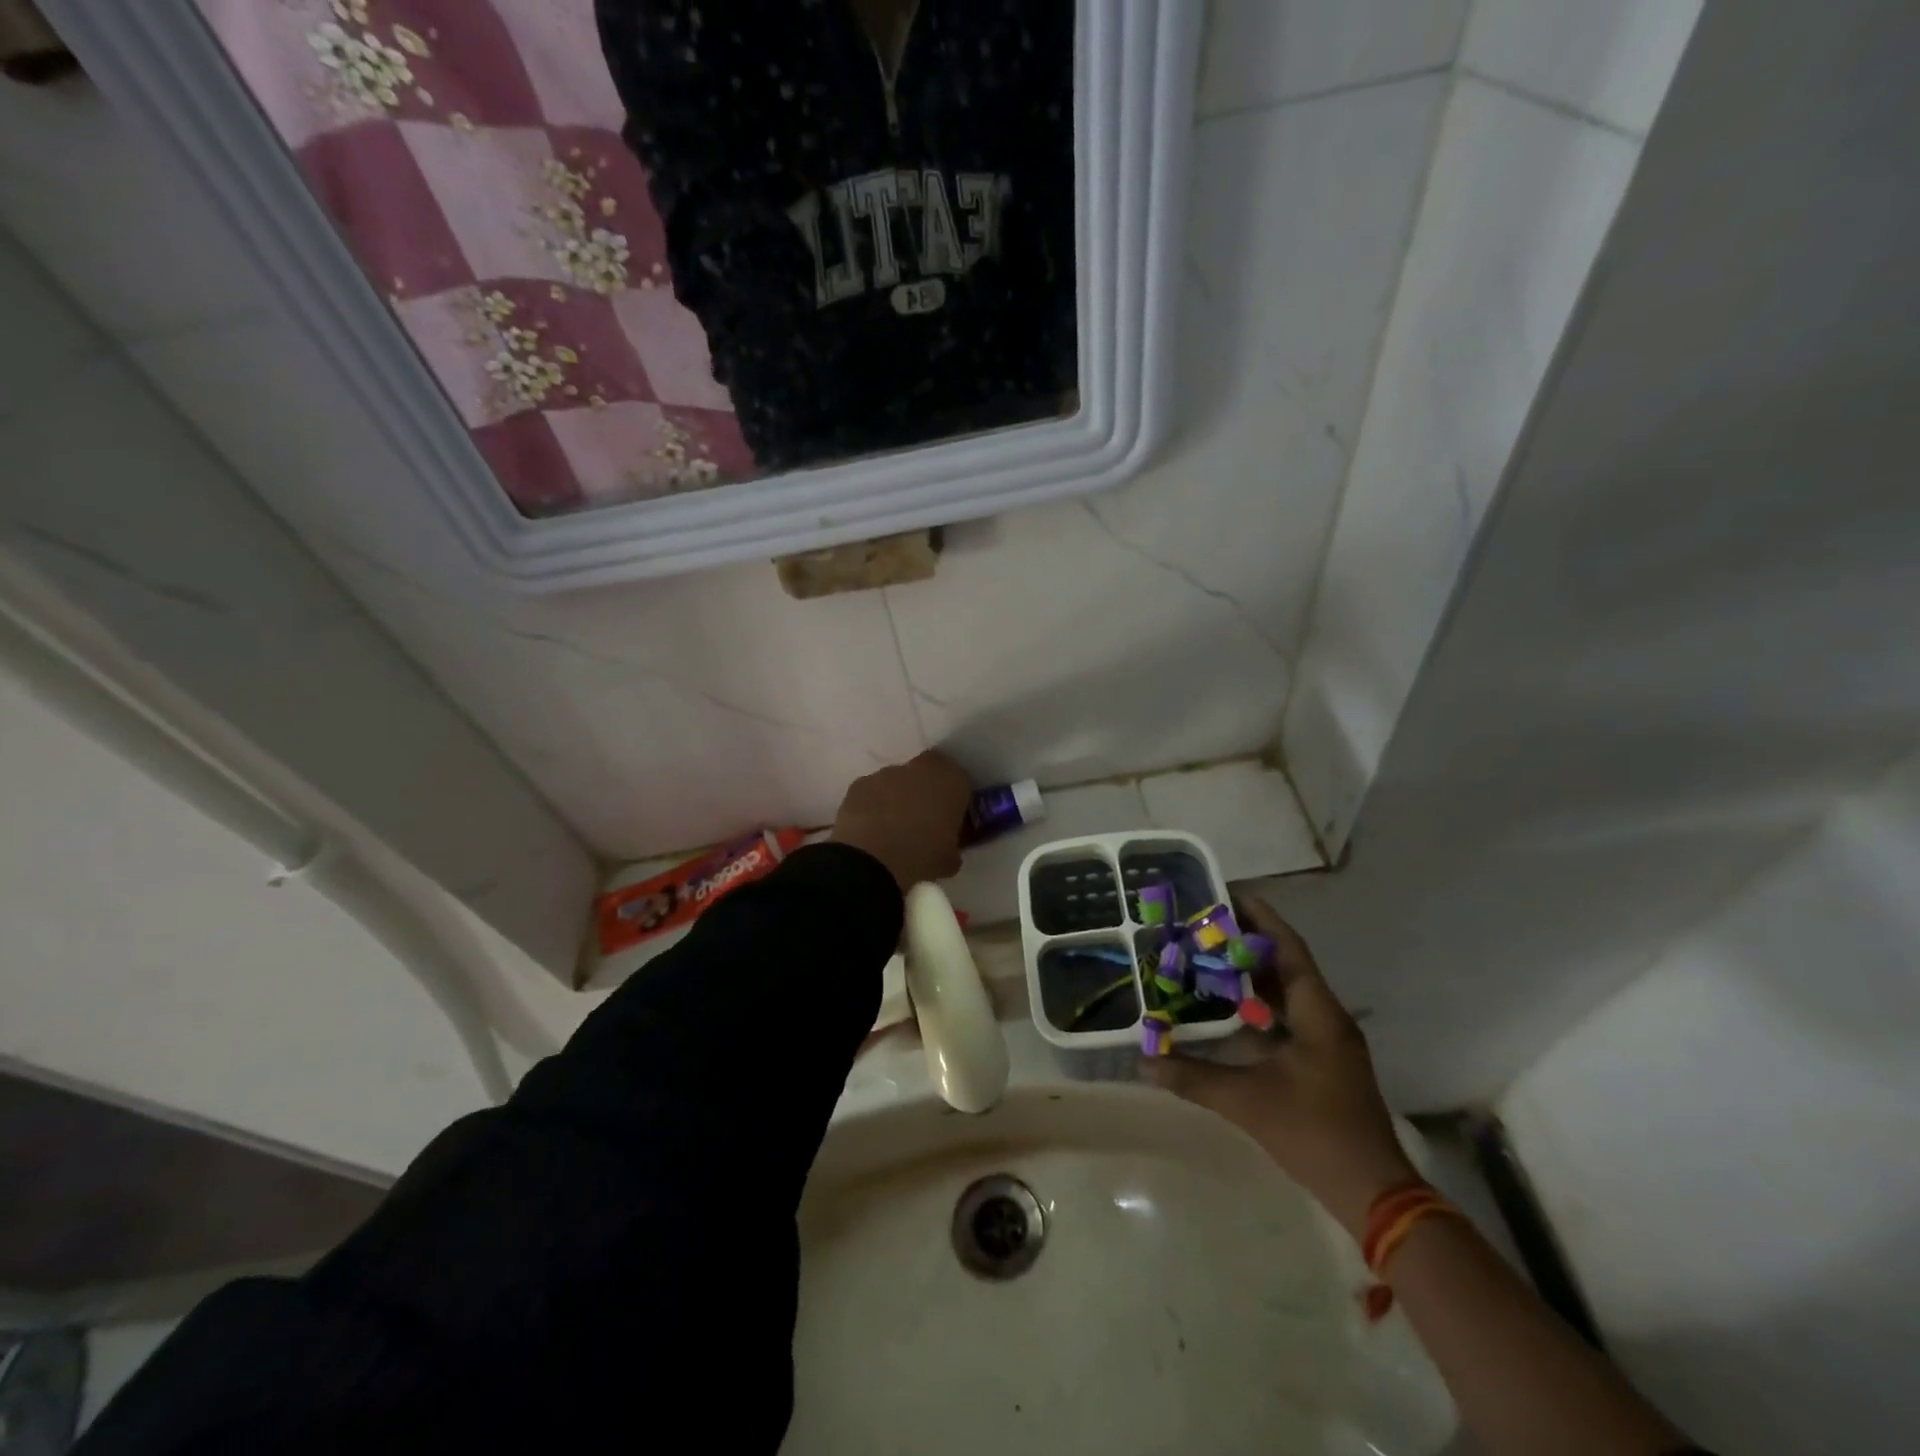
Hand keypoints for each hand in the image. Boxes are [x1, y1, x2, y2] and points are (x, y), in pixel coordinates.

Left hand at [830, 751, 972, 892]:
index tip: (949, 815)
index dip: (954, 796)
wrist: (872, 860)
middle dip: (925, 789)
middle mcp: (921, 768)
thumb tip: (948, 849)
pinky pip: (872, 792)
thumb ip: (952, 846)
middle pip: (927, 772)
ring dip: (897, 797)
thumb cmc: (922, 857)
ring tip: (892, 829)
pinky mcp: (859, 784)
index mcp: (952, 781)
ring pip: (897, 781)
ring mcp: (886, 773)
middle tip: (922, 818)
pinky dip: (872, 805)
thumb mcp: (949, 859)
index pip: (960, 778)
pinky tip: (870, 830)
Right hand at [1141, 897, 1415, 1236]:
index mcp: (1318, 1013)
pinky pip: (1290, 1014)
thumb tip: (1145, 1062)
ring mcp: (1329, 1040)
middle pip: (1288, 963)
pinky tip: (1230, 1006)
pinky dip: (1261, 1002)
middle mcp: (1327, 1017)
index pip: (1289, 948)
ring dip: (1255, 972)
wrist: (1373, 1192)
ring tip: (1212, 955)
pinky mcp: (1324, 1060)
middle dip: (1250, 941)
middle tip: (1206, 925)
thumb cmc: (1314, 1133)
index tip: (1229, 895)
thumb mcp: (1247, 1102)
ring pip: (1289, 990)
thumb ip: (1194, 1078)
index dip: (1261, 918)